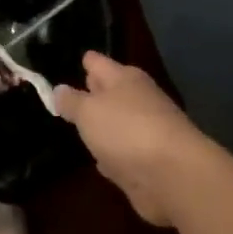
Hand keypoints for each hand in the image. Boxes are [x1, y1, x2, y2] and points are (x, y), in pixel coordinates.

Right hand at [53, 52, 219, 226]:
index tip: (73, 59)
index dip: (86, 61)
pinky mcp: (146, 162)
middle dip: (93, 91)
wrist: (172, 174)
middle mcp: (137, 100)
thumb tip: (59, 89)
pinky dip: (111, 154)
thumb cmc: (126, 130)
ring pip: (116, 123)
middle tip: (68, 92)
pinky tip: (99, 160)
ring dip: (102, 125)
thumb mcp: (89, 111)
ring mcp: (144, 132)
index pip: (99, 63)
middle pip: (111, 91)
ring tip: (79, 125)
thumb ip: (72, 101)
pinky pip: (122, 152)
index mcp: (125, 79)